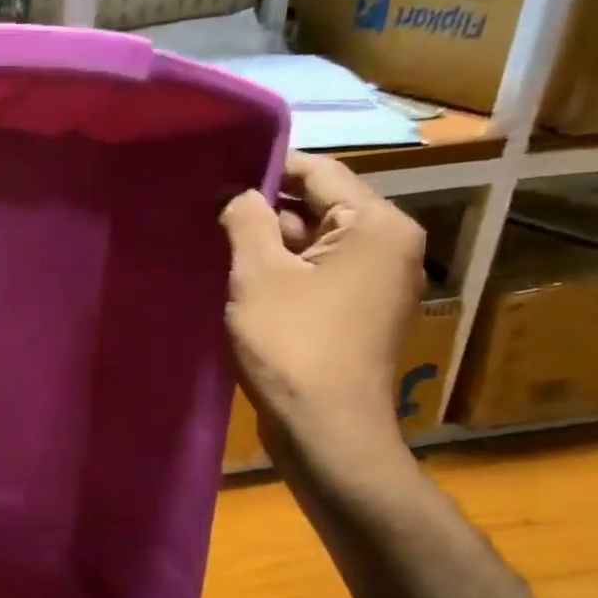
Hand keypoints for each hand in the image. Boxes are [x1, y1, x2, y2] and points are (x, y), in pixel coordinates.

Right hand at [220, 152, 425, 454]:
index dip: (267, 167)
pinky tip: (240, 277)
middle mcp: (389, 247)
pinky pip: (317, 274)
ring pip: (315, 243)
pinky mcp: (358, 313)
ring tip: (215, 238)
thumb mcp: (259, 275)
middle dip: (265, 207)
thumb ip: (247, 220)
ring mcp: (377, 283)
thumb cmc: (294, 344)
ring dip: (269, 241)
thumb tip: (238, 193)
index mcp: (377, 226)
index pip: (320, 172)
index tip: (218, 171)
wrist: (327, 430)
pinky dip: (283, 271)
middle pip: (320, 206)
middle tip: (208, 207)